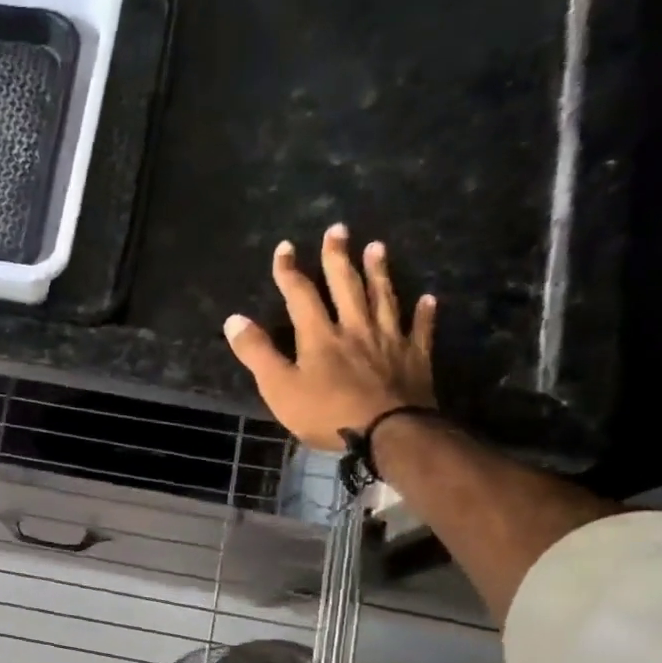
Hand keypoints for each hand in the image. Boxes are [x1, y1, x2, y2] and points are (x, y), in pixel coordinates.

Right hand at [223, 224, 437, 450]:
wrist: (387, 433)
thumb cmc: (326, 414)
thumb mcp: (279, 387)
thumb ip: (257, 352)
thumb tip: (234, 319)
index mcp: (319, 335)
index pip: (301, 295)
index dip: (289, 271)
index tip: (285, 248)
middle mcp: (355, 328)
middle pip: (346, 286)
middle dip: (338, 257)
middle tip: (338, 229)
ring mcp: (388, 340)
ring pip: (383, 298)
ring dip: (379, 271)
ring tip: (377, 247)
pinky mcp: (414, 358)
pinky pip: (420, 329)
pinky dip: (423, 313)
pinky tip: (427, 298)